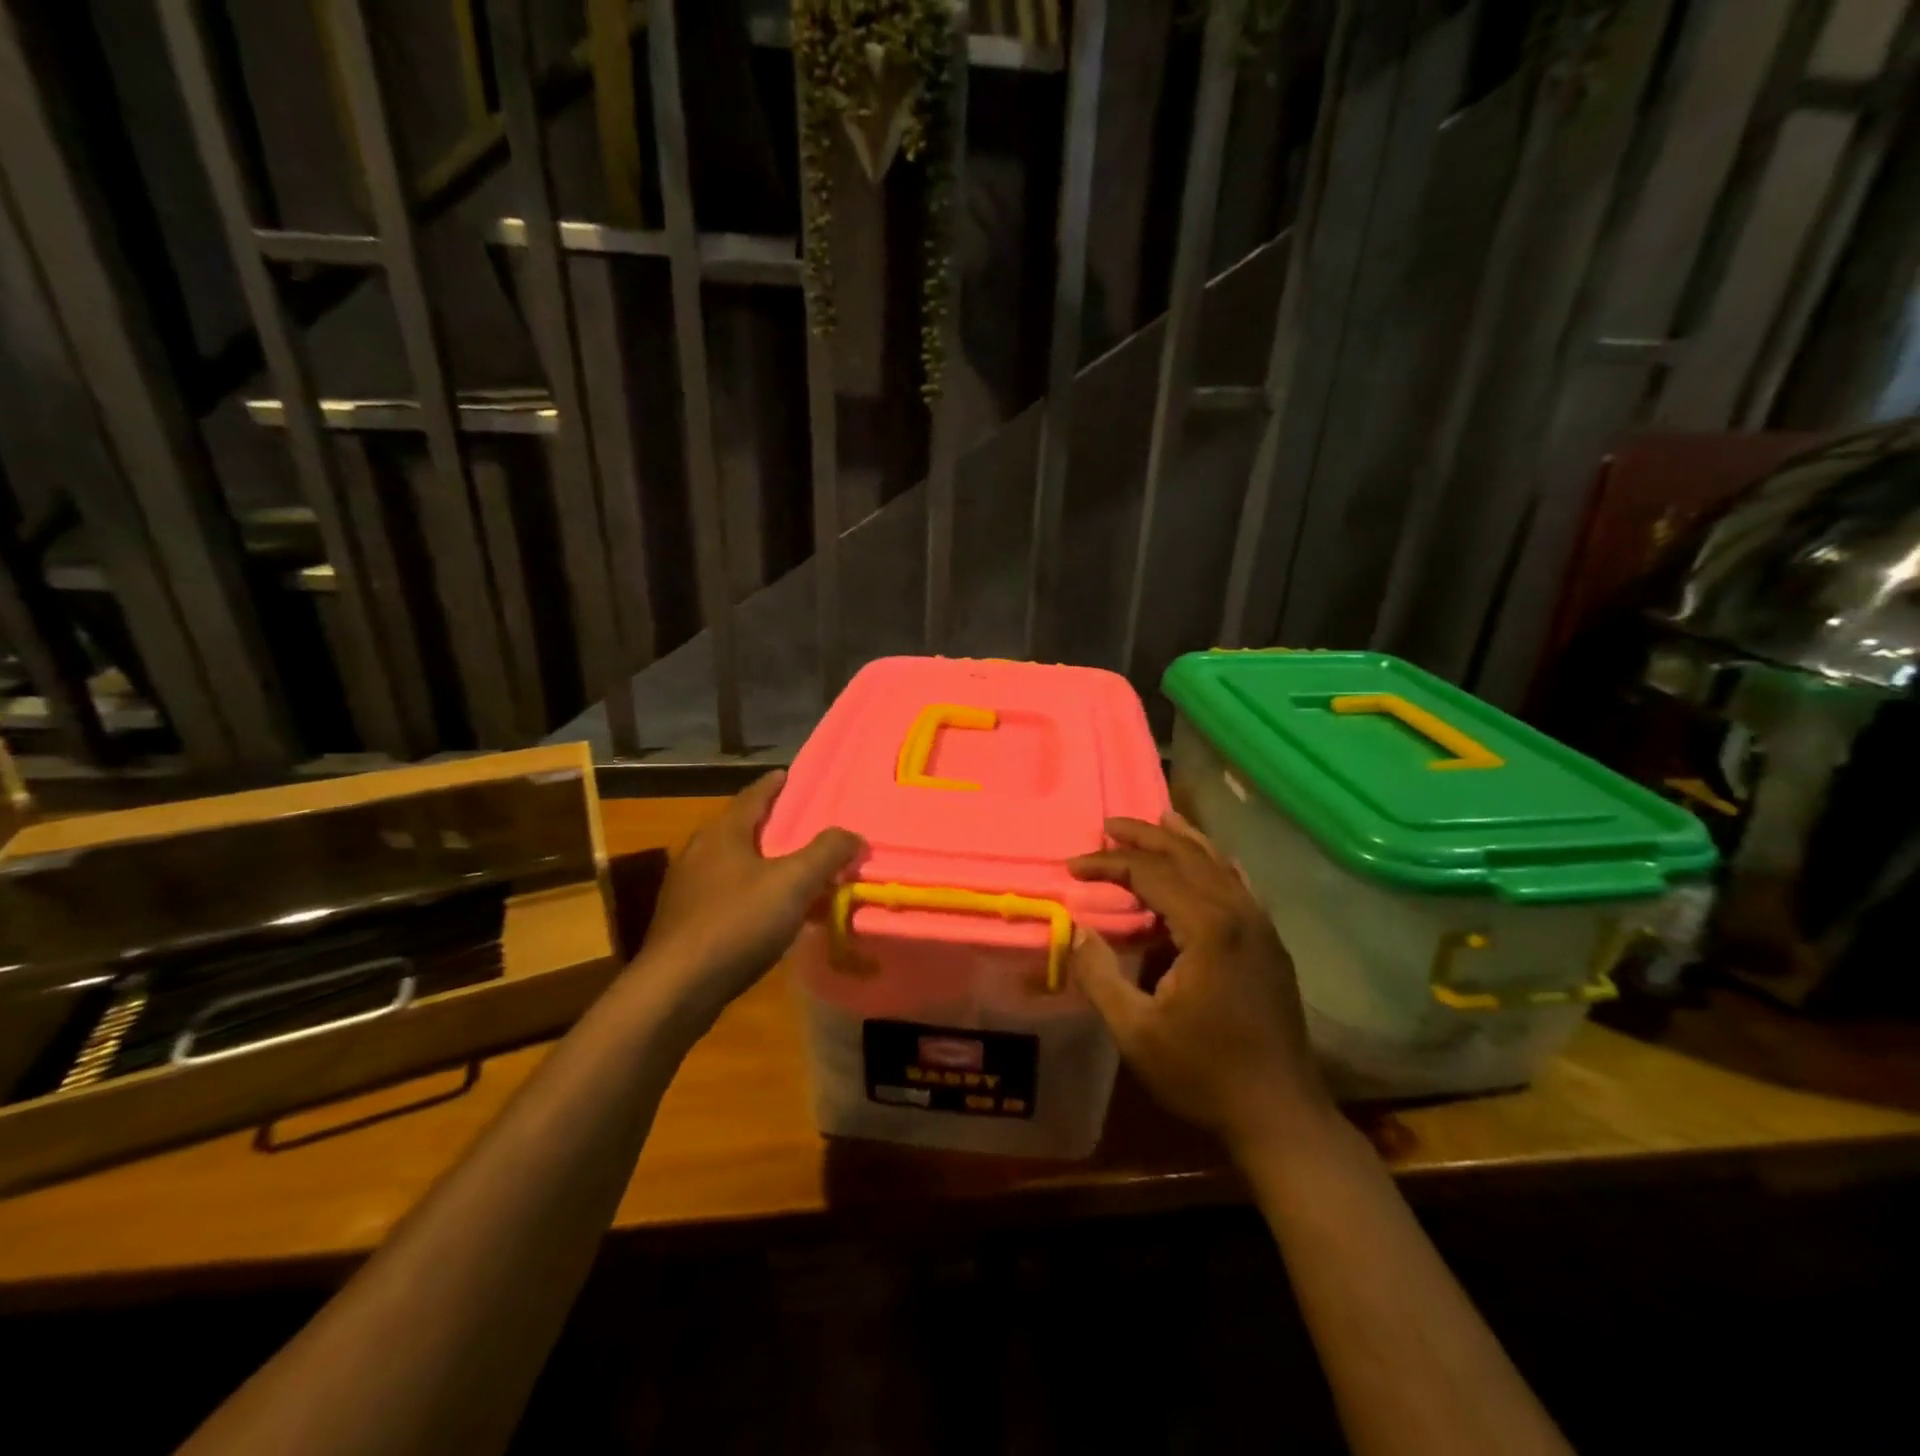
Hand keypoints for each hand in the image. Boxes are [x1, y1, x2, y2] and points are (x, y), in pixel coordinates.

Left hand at [636, 771, 862, 1025]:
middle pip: (740, 829)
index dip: (774, 785)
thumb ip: (826, 853)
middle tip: (802, 826)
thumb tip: (852, 835)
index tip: (789, 775)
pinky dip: (752, 895)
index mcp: (722, 834)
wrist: (677, 988)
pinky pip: (726, 895)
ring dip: (764, 865)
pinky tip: (769, 915)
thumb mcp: (793, 883)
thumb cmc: (737, 923)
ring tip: (793, 873)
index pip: (753, 797)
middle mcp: (699, 853)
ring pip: (734, 865)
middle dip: (771, 827)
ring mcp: (687, 889)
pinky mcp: (684, 922)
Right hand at [1068, 812, 1332, 1156]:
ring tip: (1157, 819)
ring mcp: (1261, 925)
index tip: (1072, 867)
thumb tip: (1077, 929)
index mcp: (1208, 927)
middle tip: (1108, 825)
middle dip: (1145, 836)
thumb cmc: (1203, 1073)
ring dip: (1182, 841)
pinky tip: (1207, 860)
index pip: (1150, 874)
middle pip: (1186, 855)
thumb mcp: (1135, 1031)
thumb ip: (1100, 975)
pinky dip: (1215, 864)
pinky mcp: (1271, 943)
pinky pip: (1239, 885)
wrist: (1280, 1114)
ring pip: (1218, 864)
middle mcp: (1239, 912)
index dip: (1108, 865)